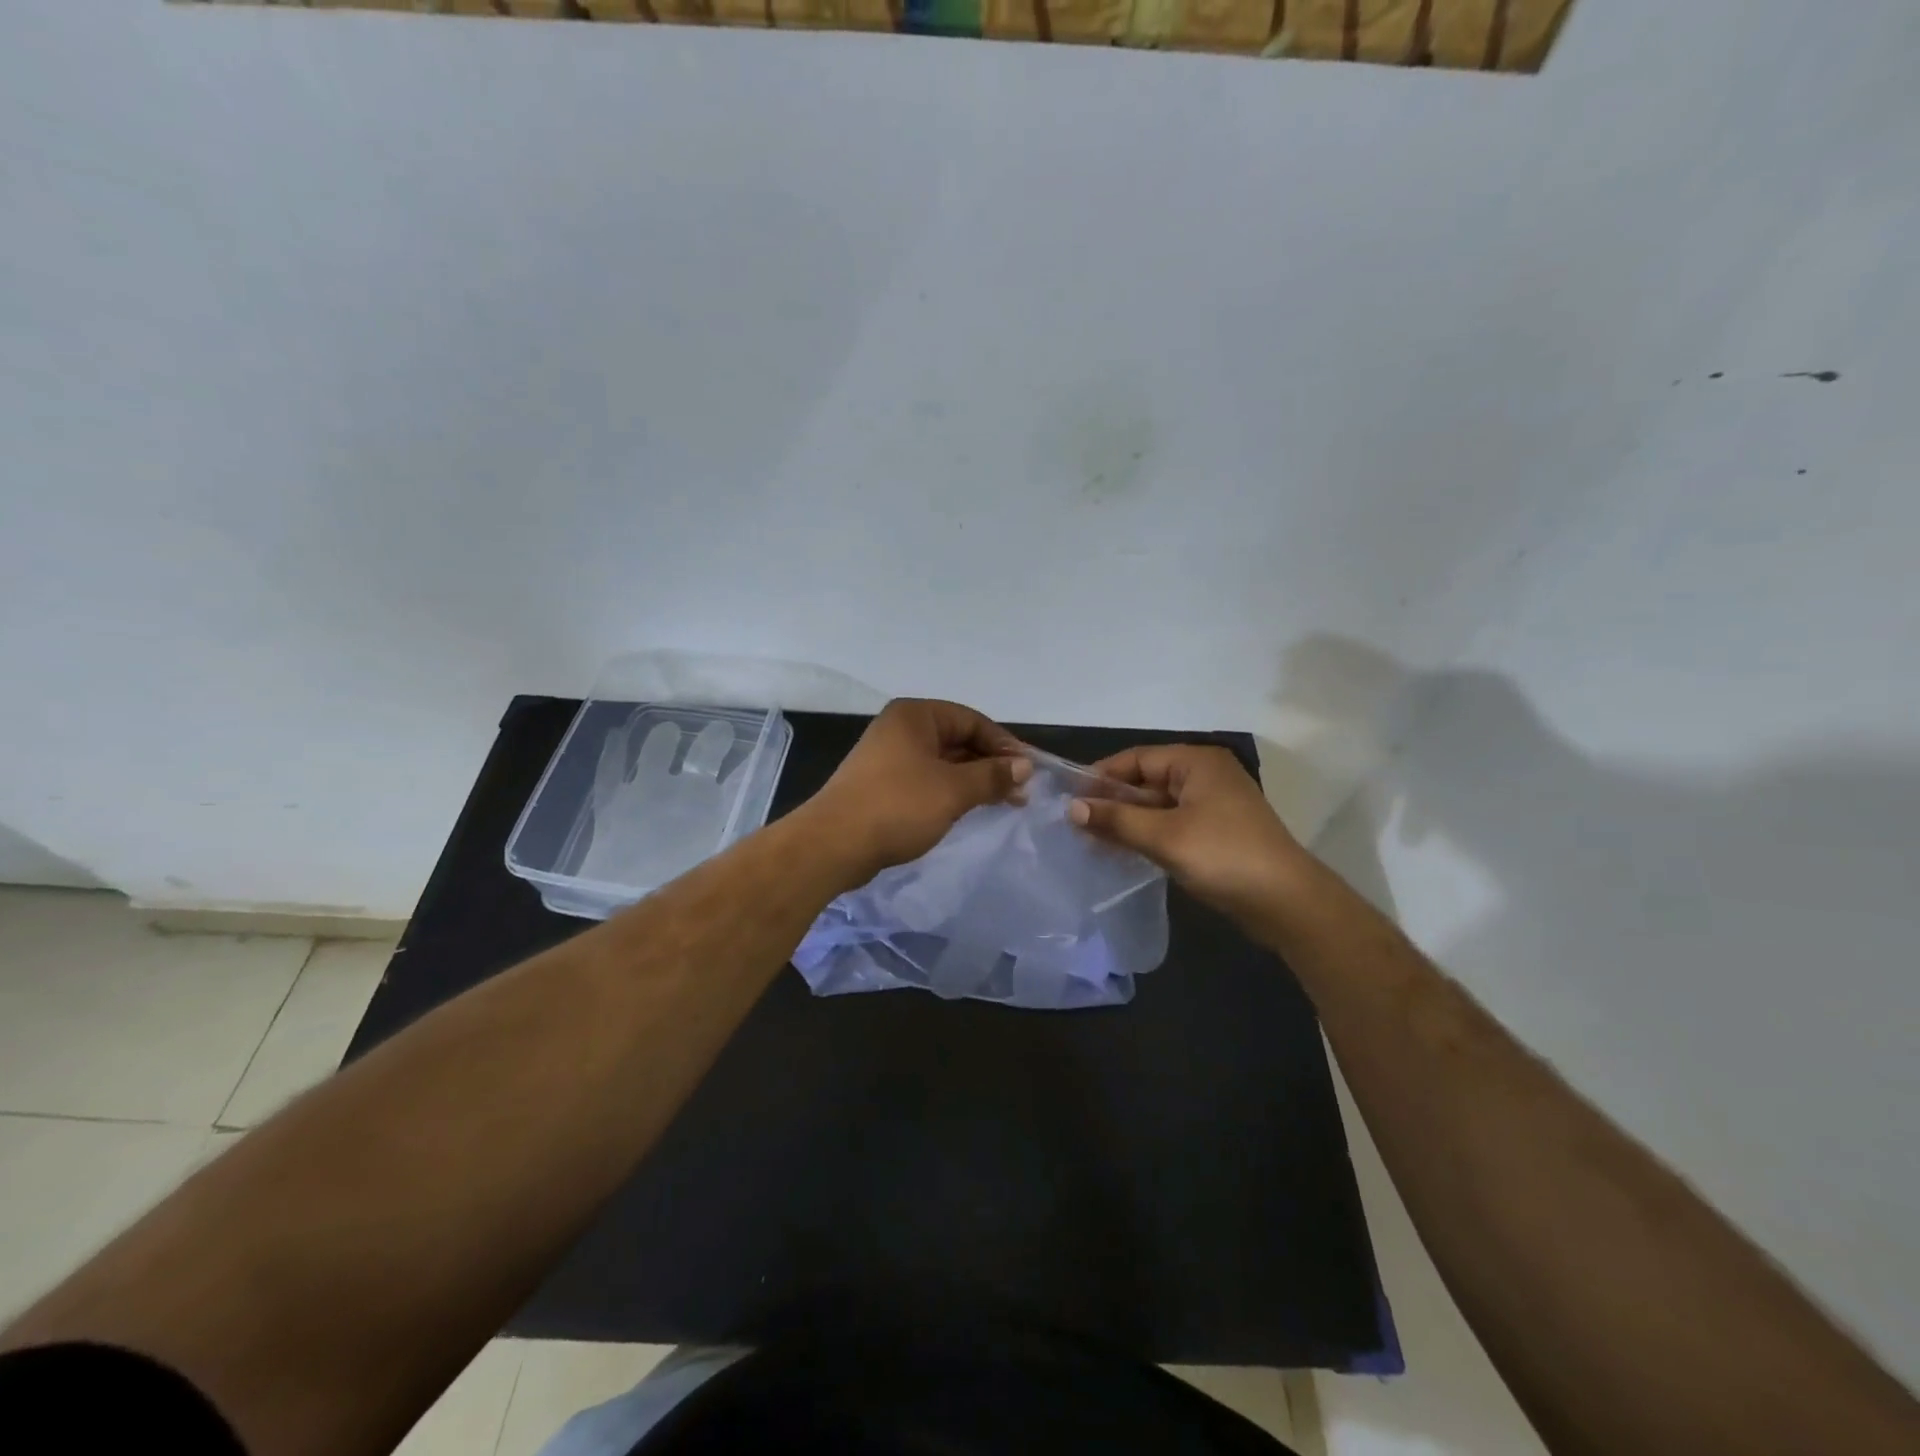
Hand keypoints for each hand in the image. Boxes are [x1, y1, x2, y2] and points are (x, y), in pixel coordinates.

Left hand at [805, 699, 1030, 885]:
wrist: (833, 844)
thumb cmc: (898, 806)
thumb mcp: (953, 790)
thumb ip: (992, 775)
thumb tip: (1024, 766)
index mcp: (915, 716)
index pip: (972, 720)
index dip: (1004, 744)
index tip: (1029, 771)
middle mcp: (901, 728)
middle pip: (958, 739)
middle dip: (990, 764)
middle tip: (1020, 792)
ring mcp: (888, 757)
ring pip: (943, 762)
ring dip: (973, 780)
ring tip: (1003, 802)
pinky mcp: (882, 784)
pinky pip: (926, 779)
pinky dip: (950, 791)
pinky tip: (969, 809)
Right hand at [1069, 745, 1315, 926]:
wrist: (1286, 902)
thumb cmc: (1223, 856)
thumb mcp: (1163, 836)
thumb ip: (1116, 819)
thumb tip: (1072, 808)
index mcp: (1196, 762)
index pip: (1136, 759)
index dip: (1101, 777)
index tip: (1069, 798)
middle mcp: (1205, 775)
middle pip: (1146, 780)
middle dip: (1112, 801)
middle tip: (1075, 823)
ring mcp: (1213, 804)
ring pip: (1157, 805)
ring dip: (1127, 820)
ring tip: (1090, 839)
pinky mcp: (1216, 831)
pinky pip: (1171, 824)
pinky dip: (1147, 834)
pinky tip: (1122, 850)